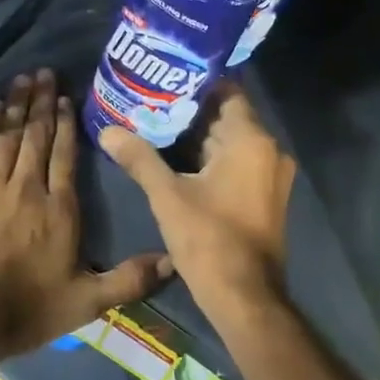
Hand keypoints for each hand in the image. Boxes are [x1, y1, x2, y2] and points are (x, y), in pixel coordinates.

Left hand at [0, 69, 168, 356]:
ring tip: (21, 80)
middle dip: (41, 103)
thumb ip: (128, 280)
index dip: (66, 124)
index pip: (65, 155)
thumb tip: (173, 260)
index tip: (66, 97)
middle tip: (43, 73)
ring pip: (6, 136)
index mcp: (59, 209)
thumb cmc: (24, 310)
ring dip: (15, 106)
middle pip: (35, 136)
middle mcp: (26, 188)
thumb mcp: (85, 303)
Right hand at [99, 84, 294, 329]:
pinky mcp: (267, 195)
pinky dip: (212, 159)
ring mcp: (271, 175)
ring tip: (157, 127)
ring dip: (199, 137)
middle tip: (152, 103)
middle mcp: (269, 150)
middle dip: (190, 112)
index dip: (196, 84)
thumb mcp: (167, 196)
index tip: (164, 80)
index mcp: (251, 140)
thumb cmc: (209, 240)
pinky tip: (178, 161)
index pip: (227, 91)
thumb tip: (108, 131)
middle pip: (228, 117)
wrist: (245, 298)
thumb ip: (139, 158)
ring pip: (232, 142)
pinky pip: (239, 163)